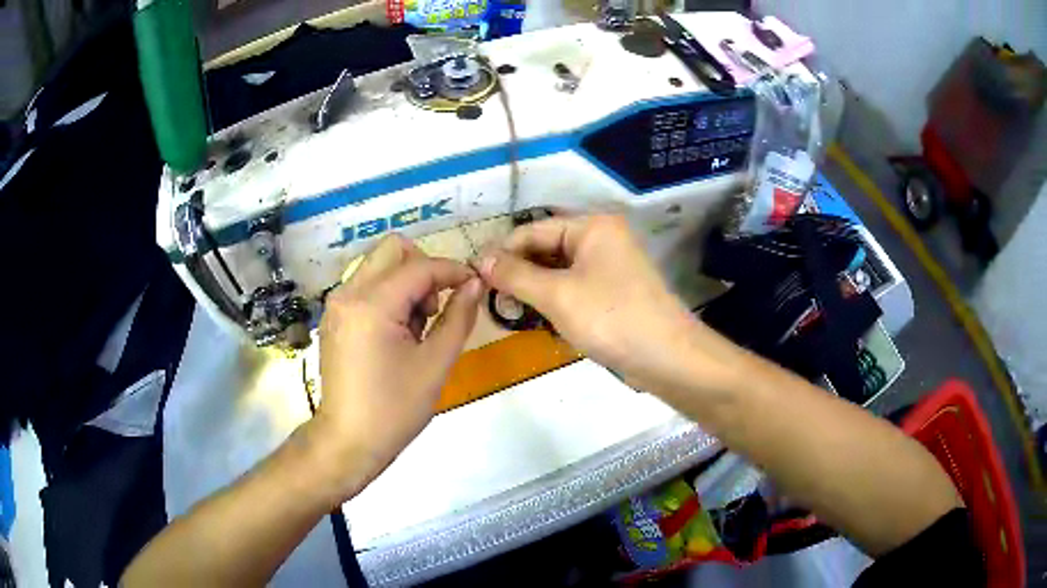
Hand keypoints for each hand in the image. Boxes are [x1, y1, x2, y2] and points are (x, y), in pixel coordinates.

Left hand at [311, 234, 481, 498]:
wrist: (348, 441)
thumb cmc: (395, 409)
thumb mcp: (435, 364)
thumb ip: (458, 317)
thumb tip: (474, 284)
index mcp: (372, 305)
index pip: (419, 267)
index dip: (452, 270)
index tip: (475, 285)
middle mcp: (348, 293)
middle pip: (392, 249)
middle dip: (423, 268)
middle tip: (434, 308)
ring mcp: (336, 304)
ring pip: (378, 265)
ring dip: (405, 281)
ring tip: (415, 328)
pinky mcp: (333, 317)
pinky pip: (365, 286)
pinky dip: (388, 294)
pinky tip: (395, 334)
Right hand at [478, 214, 717, 395]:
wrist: (667, 357)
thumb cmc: (610, 318)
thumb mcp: (557, 295)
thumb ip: (515, 275)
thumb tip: (480, 259)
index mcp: (592, 227)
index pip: (534, 230)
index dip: (503, 251)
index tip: (475, 276)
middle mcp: (602, 239)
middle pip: (547, 248)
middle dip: (519, 271)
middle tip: (494, 299)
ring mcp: (610, 266)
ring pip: (560, 270)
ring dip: (535, 288)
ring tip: (513, 310)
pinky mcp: (614, 292)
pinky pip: (575, 287)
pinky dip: (555, 299)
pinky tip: (540, 317)